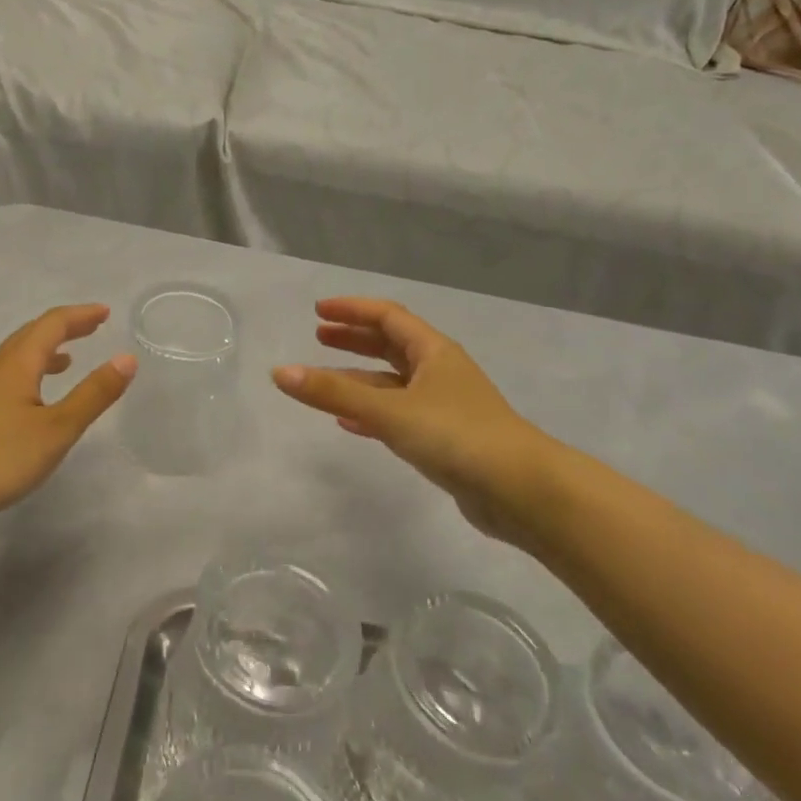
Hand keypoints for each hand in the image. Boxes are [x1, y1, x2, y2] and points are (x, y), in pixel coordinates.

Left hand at [0, 304, 135, 511]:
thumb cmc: (2, 456)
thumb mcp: (58, 428)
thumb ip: (94, 394)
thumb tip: (127, 358)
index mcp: (17, 363)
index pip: (52, 324)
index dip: (80, 316)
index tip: (105, 313)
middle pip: (30, 335)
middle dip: (63, 328)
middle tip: (91, 328)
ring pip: (15, 357)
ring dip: (44, 351)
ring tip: (67, 360)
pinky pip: (6, 376)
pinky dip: (29, 372)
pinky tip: (32, 398)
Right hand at [272, 298, 566, 545]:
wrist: (521, 490)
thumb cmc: (457, 436)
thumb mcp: (389, 411)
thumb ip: (334, 393)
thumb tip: (280, 372)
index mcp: (433, 352)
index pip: (388, 316)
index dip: (352, 310)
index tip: (317, 311)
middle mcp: (439, 372)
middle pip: (391, 345)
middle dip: (354, 339)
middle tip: (318, 337)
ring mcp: (444, 406)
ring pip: (393, 383)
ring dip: (359, 378)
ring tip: (324, 380)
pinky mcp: (444, 439)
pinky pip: (398, 415)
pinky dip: (371, 413)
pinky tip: (349, 423)